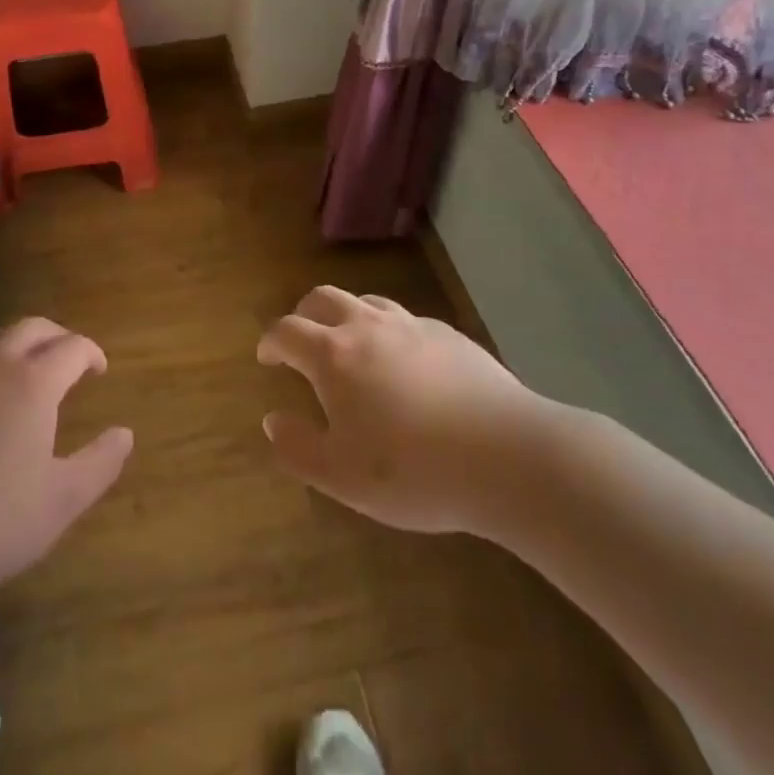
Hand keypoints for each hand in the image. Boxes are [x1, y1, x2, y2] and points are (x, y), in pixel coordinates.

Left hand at [0, 317, 132, 613]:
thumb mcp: (58, 504)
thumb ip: (99, 464)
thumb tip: (124, 433)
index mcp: (33, 381)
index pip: (73, 347)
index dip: (92, 354)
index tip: (98, 371)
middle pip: (33, 327)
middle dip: (58, 338)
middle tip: (68, 362)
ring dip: (15, 343)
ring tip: (22, 370)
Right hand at [257, 286, 547, 535]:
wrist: (506, 456)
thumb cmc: (413, 470)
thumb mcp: (341, 476)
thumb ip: (298, 447)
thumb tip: (273, 420)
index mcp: (334, 355)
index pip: (287, 330)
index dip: (271, 341)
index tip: (266, 357)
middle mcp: (368, 327)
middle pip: (323, 298)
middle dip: (304, 315)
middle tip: (301, 342)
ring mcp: (412, 326)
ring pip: (367, 302)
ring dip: (347, 316)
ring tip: (351, 347)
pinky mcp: (449, 335)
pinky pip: (406, 321)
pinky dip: (389, 332)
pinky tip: (405, 364)